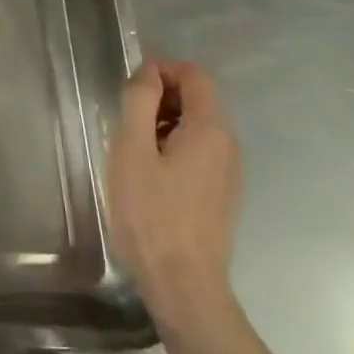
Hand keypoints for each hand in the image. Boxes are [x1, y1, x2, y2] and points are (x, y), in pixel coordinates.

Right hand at [106, 61, 243, 334]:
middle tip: (125, 121)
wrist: (183, 284)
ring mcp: (229, 172)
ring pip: (197, 127)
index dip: (162, 69)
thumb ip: (140, 102)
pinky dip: (173, 147)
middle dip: (161, 97)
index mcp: (210, 129)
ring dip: (164, 124)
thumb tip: (150, 70)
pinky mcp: (222, 194)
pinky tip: (149, 175)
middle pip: (199, 99)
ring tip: (132, 150)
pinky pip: (199, 152)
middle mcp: (228, 145)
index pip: (195, 75)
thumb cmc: (151, 213)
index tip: (130, 88)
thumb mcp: (132, 150)